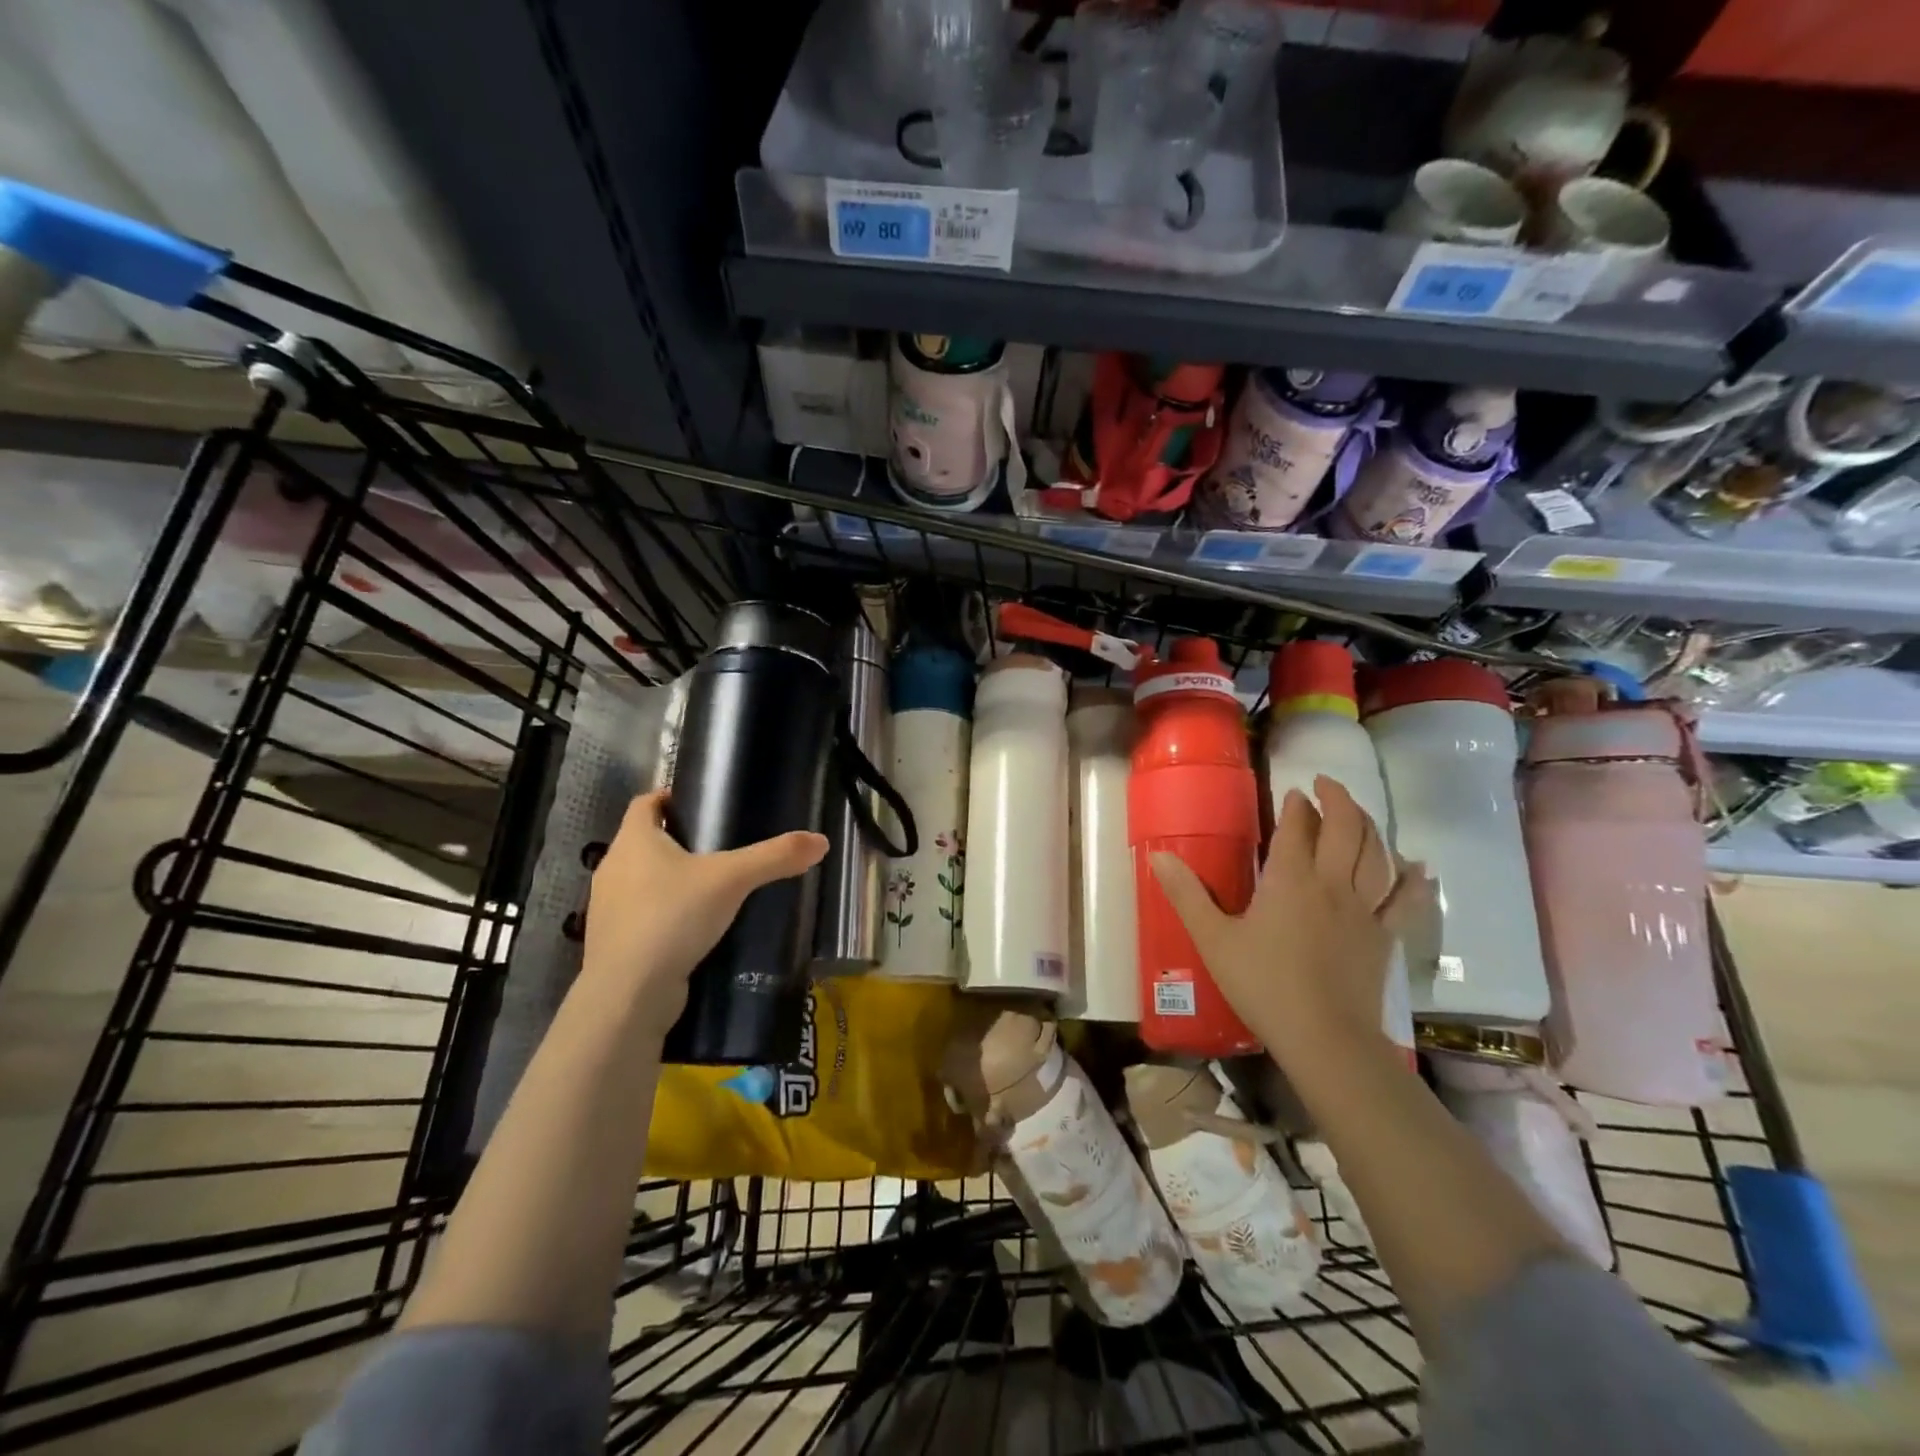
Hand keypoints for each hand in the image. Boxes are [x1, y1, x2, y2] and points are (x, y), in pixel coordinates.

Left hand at [581, 791, 827, 1027]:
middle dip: (676, 839)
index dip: (669, 797)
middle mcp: (614, 868)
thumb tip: (822, 841)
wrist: (628, 994)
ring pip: (642, 880)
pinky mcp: (615, 942)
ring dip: (669, 878)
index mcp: (633, 840)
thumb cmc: (672, 918)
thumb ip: (775, 857)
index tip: (699, 801)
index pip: (645, 802)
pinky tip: (695, 925)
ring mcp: (608, 908)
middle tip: (720, 843)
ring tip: (712, 885)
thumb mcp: (732, 879)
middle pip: (644, 841)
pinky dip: (665, 913)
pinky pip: (642, 914)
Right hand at [1150, 776, 1428, 1067]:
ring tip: (1358, 813)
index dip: (1296, 807)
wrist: (1324, 1038)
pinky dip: (1413, 880)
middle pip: (1346, 830)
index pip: (1297, 829)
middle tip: (1326, 785)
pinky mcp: (1383, 938)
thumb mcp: (1213, 939)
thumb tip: (1157, 856)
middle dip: (1338, 800)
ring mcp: (1364, 911)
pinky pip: (1405, 901)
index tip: (1292, 792)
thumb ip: (1187, 895)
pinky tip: (1418, 867)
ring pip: (1377, 855)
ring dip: (1369, 827)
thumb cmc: (1263, 985)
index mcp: (1291, 881)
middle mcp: (1332, 884)